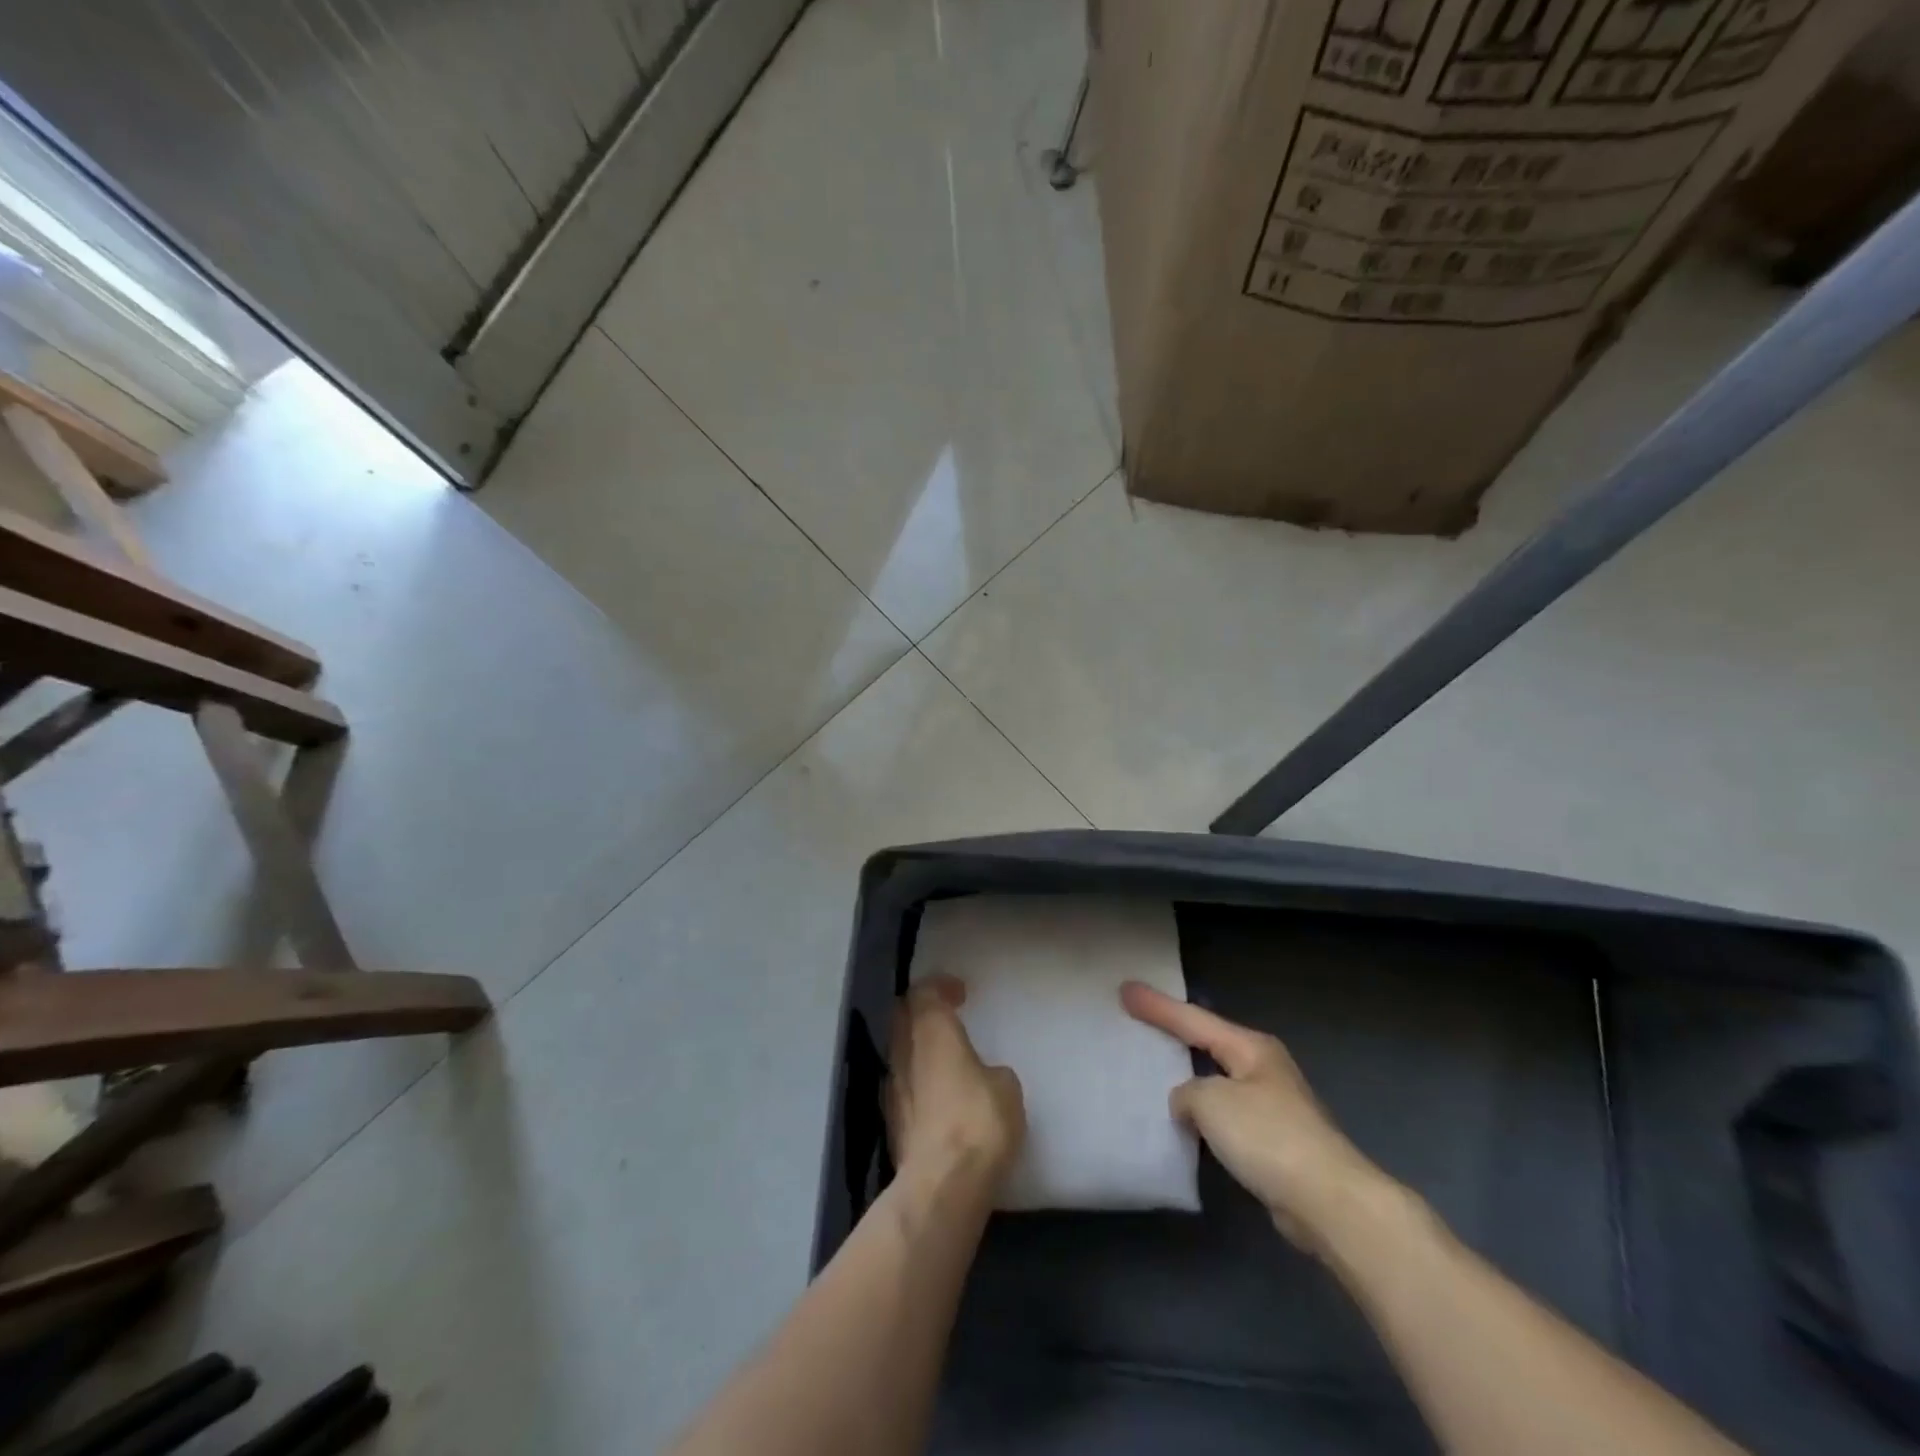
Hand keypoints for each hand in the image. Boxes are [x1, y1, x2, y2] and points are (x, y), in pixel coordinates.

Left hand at [888, 976, 1025, 1188]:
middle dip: (922, 1011)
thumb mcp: (1006, 1087)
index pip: (924, 993)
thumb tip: (981, 1076)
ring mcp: (892, 1089)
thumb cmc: (978, 1121)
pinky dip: (917, 1079)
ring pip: (899, 1052)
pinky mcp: (892, 1123)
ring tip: (943, 1055)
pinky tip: (937, 1094)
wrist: (942, 1185)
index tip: (958, 992)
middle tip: (946, 1015)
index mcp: (932, 1032)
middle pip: (903, 1017)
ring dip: (917, 1047)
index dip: (939, 987)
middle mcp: (904, 1053)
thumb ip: (990, 1070)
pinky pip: (902, 1085)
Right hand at [1121, 981, 1387, 1252]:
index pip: (1193, 1019)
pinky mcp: (1274, 1144)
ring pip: (1217, 1082)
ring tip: (1154, 1073)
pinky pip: (1225, 1118)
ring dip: (1188, 1080)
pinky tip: (1184, 1123)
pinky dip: (1203, 1116)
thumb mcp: (1212, 1102)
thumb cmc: (1268, 1136)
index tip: (1125, 989)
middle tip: (1138, 1021)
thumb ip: (1187, 1093)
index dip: (1157, 1006)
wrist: (1329, 1202)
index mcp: (1251, 1048)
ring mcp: (1272, 1106)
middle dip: (1175, 1034)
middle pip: (1208, 1043)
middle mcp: (1263, 1069)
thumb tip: (1189, 1104)